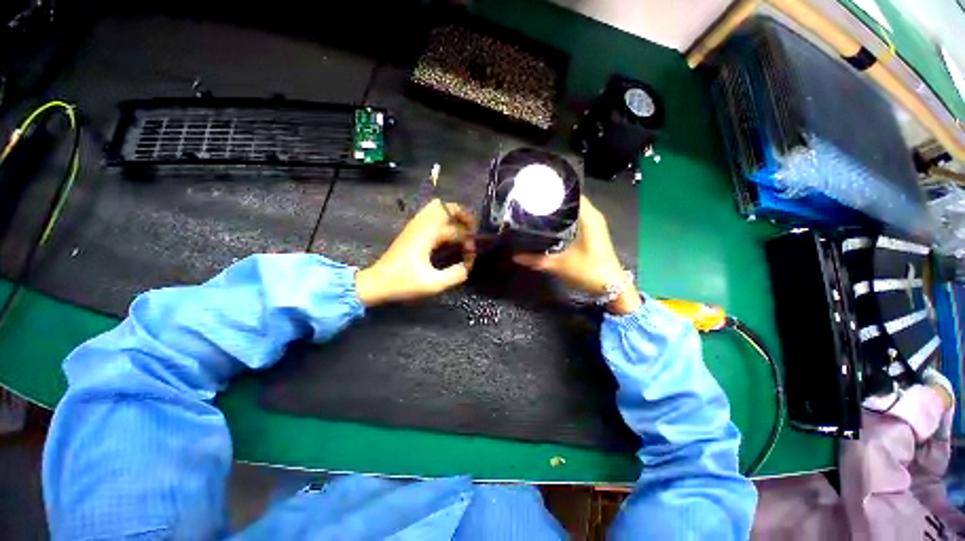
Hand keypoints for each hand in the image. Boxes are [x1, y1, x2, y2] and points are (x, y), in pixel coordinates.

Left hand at [356, 200, 474, 306]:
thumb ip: (455, 275)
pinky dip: (443, 221)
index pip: (456, 230)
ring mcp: (414, 226)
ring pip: (437, 209)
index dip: (468, 243)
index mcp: (427, 235)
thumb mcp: (433, 284)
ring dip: (452, 217)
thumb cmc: (403, 283)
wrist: (376, 283)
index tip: (470, 258)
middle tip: (472, 232)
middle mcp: (421, 225)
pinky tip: (447, 236)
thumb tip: (467, 267)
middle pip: (445, 207)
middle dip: (463, 217)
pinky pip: (430, 217)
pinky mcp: (411, 232)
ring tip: (462, 231)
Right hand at [513, 196, 640, 314]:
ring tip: (540, 207)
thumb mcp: (560, 265)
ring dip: (561, 207)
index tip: (538, 189)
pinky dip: (567, 216)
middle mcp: (593, 216)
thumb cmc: (589, 271)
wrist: (611, 287)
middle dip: (555, 198)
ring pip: (576, 208)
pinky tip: (554, 221)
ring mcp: (595, 224)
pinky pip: (579, 216)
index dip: (556, 190)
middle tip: (535, 199)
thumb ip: (536, 260)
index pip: (573, 194)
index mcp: (589, 217)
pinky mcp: (594, 232)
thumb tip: (515, 256)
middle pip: (573, 199)